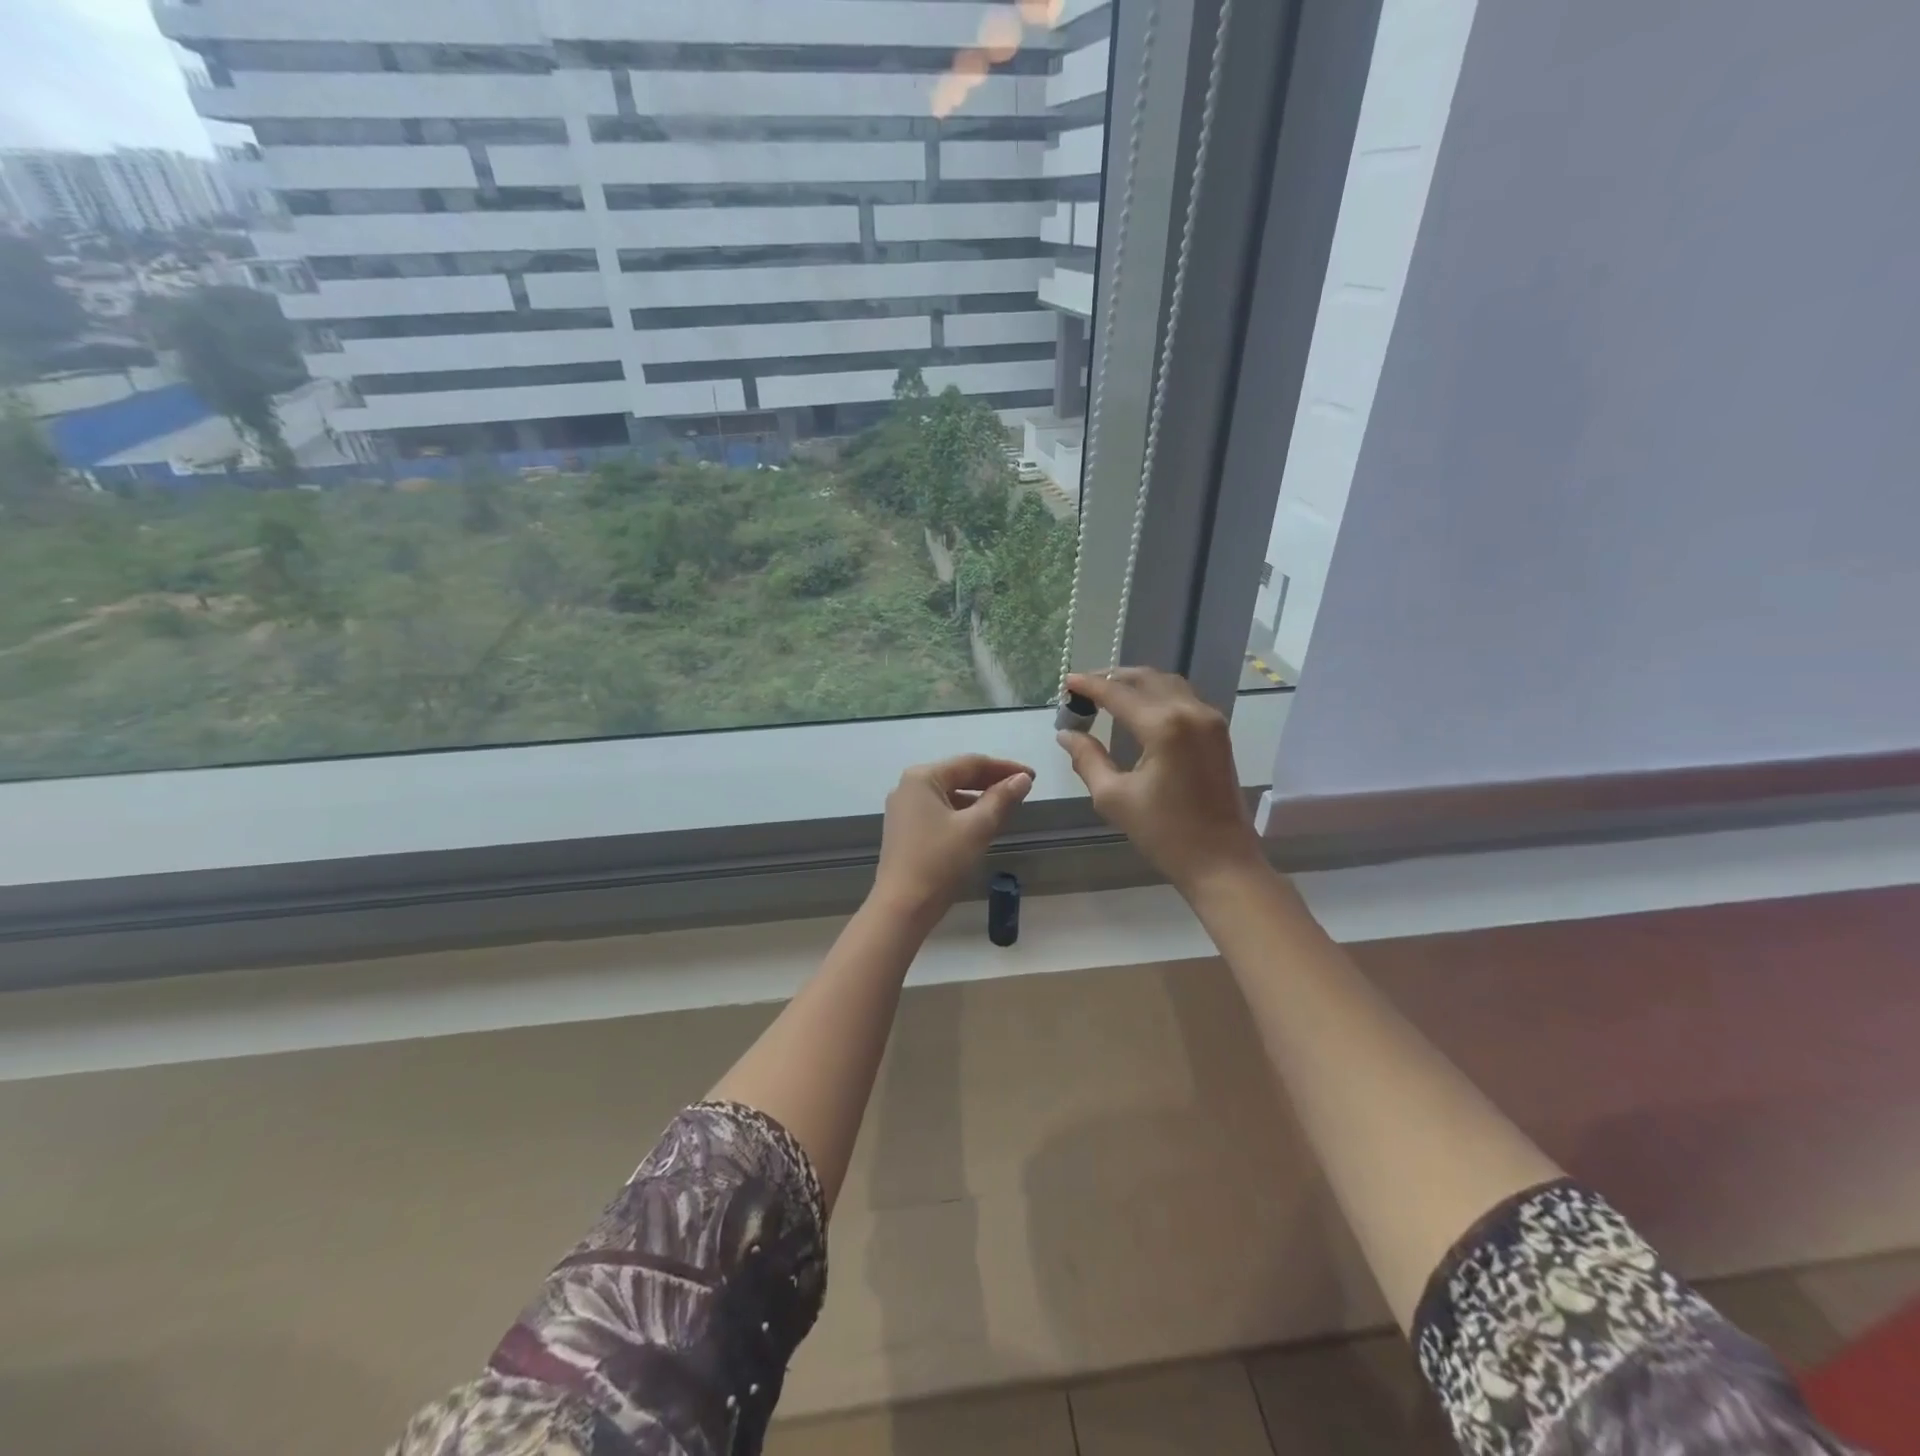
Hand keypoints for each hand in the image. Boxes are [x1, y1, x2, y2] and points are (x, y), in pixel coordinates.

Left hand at [871, 754, 1033, 923]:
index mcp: (922, 777)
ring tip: (1007, 806)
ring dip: (979, 798)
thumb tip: (1022, 778)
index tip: (1032, 776)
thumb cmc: (940, 862)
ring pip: (950, 795)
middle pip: (958, 776)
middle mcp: (909, 787)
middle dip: (992, 782)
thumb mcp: (977, 827)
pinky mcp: (905, 829)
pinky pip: (940, 811)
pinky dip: (963, 813)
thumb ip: (1002, 799)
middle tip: (1023, 789)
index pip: (971, 763)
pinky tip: (981, 824)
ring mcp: (904, 809)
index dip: (1005, 768)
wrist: (903, 907)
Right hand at [1056, 669, 1264, 894]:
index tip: (1065, 681)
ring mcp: (1210, 721)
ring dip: (1137, 684)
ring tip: (1109, 694)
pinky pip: (1184, 699)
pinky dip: (1158, 695)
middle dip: (1113, 678)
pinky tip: (1140, 709)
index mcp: (1163, 726)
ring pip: (1168, 684)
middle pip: (1146, 679)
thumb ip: (1087, 758)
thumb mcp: (1114, 797)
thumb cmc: (1164, 833)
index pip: (1118, 694)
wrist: (1222, 861)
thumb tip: (1066, 734)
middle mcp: (1190, 712)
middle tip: (1084, 688)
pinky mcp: (1219, 734)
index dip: (1089, 685)